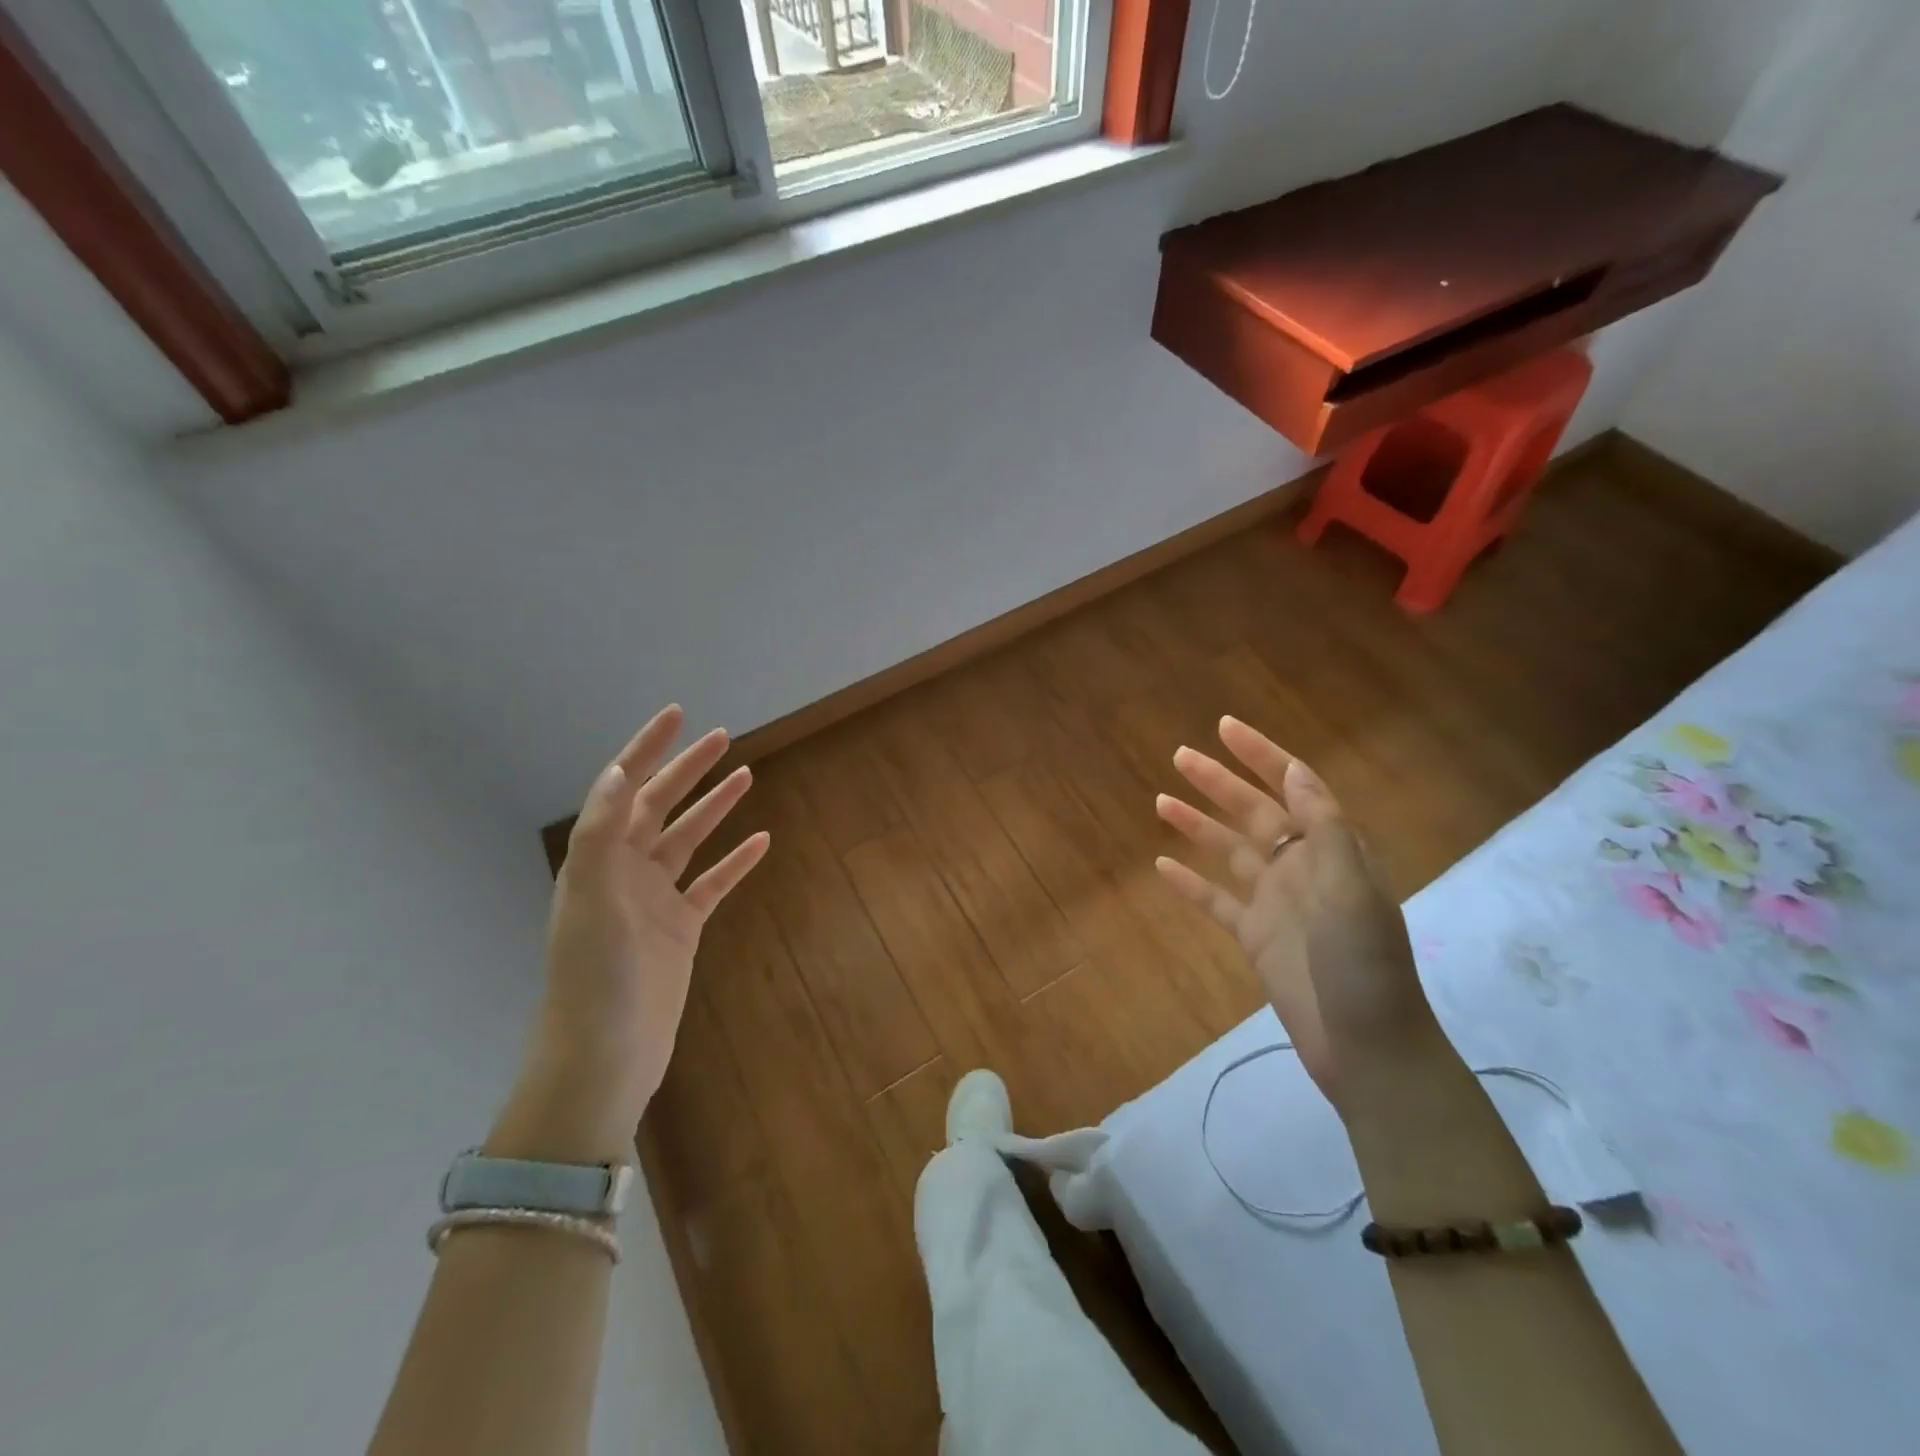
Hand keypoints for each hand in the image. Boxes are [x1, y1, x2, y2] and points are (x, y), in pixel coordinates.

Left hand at [490, 706, 769, 1163]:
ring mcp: (655, 901)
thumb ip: (602, 834)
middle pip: (661, 807)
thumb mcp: (591, 900)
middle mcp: (625, 872)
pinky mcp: (682, 930)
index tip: (676, 715)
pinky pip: (713, 884)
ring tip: (746, 775)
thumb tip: (622, 771)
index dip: (648, 748)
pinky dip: (736, 861)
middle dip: (688, 769)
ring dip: (715, 807)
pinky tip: (760, 841)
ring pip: (690, 840)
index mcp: (599, 860)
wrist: (605, 1057)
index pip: (625, 789)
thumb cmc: (594, 977)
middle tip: (722, 737)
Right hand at [1153, 716, 1443, 1111]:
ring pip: (1229, 852)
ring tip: (1161, 800)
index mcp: (1331, 851)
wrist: (1367, 1049)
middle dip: (1219, 782)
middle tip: (1180, 754)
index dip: (1262, 756)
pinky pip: (1216, 901)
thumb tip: (1296, 770)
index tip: (1226, 728)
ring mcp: (1275, 904)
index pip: (1293, 788)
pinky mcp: (1254, 938)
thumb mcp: (1351, 889)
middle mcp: (1302, 869)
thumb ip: (1324, 828)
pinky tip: (1162, 865)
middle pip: (1254, 813)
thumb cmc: (1365, 965)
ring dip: (1198, 825)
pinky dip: (1190, 884)